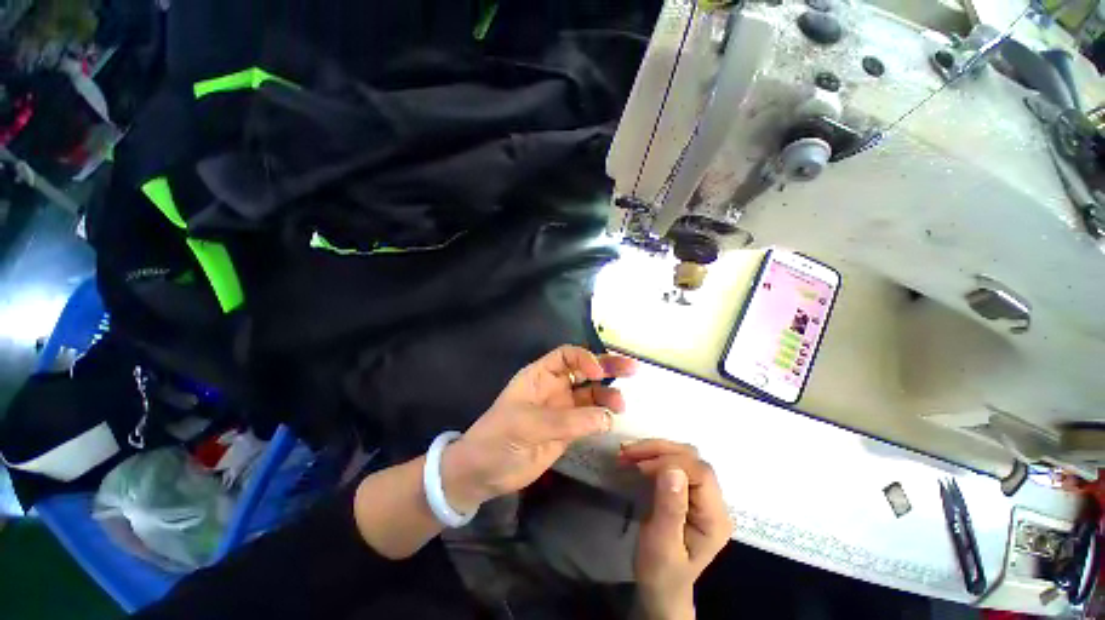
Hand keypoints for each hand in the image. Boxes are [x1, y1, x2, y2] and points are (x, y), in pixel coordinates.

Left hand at [442, 345, 637, 512]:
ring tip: (621, 406)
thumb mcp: (528, 424)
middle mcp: (554, 388)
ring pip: (591, 396)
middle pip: (584, 371)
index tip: (598, 373)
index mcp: (539, 376)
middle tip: (632, 369)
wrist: (483, 474)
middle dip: (607, 368)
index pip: (566, 356)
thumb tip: (608, 418)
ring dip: (607, 396)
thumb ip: (568, 421)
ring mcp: (562, 409)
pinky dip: (603, 417)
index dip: (584, 358)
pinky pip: (590, 419)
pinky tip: (613, 420)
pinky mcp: (568, 431)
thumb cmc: (498, 439)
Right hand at [621, 440, 732, 619]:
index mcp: (715, 518)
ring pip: (682, 455)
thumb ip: (670, 509)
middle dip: (659, 451)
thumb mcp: (662, 546)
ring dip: (653, 450)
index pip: (700, 473)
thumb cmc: (661, 573)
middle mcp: (714, 501)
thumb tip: (673, 469)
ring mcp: (701, 494)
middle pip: (692, 458)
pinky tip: (635, 459)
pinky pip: (673, 462)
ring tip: (627, 454)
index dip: (671, 462)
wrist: (661, 589)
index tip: (640, 467)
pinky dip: (652, 456)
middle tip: (628, 454)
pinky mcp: (687, 490)